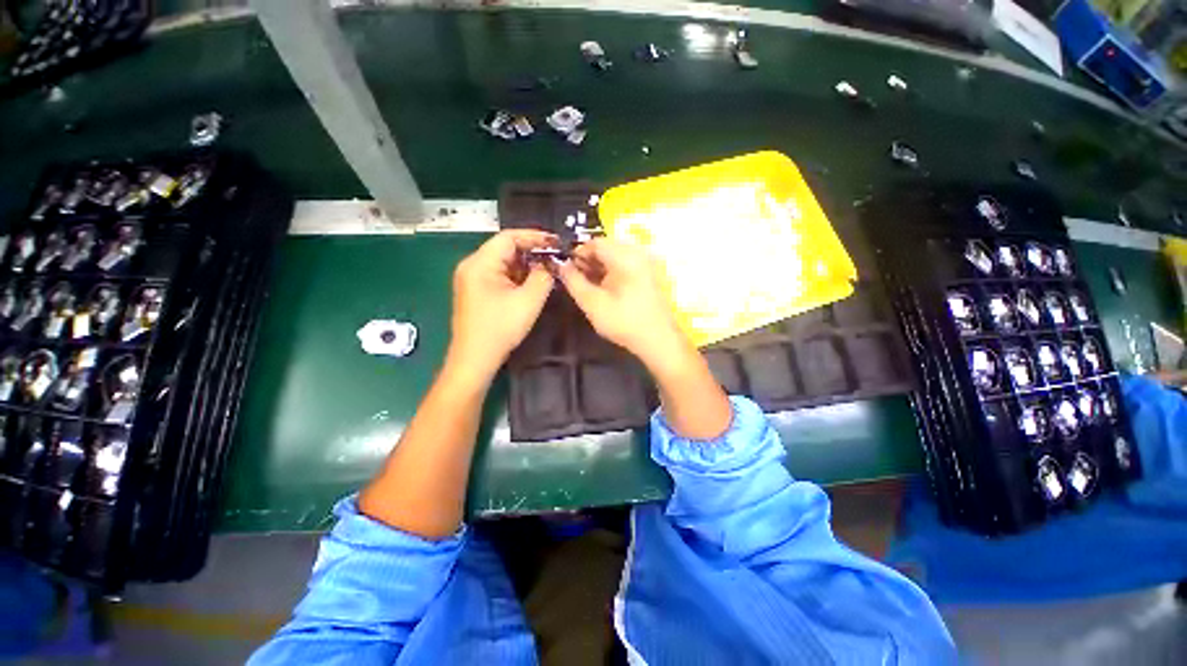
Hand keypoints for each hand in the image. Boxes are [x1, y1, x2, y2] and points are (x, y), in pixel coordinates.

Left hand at [449, 230, 555, 381]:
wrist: (475, 359)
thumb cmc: (500, 329)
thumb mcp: (529, 301)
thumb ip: (543, 276)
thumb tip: (550, 263)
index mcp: (480, 263)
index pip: (509, 237)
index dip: (534, 236)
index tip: (556, 242)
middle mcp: (472, 266)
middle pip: (505, 248)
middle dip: (532, 251)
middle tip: (555, 257)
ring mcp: (472, 279)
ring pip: (503, 262)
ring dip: (526, 265)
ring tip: (548, 269)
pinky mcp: (476, 291)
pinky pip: (499, 275)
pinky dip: (517, 276)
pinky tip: (532, 282)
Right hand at [560, 237, 730, 438]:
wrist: (659, 341)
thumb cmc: (624, 322)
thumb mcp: (592, 303)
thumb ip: (573, 281)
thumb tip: (561, 265)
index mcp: (626, 257)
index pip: (595, 242)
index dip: (577, 253)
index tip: (567, 270)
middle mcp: (638, 254)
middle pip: (606, 247)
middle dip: (588, 261)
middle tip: (576, 280)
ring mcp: (646, 264)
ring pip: (615, 257)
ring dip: (599, 267)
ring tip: (589, 287)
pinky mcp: (649, 275)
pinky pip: (626, 265)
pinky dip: (612, 273)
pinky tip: (605, 290)